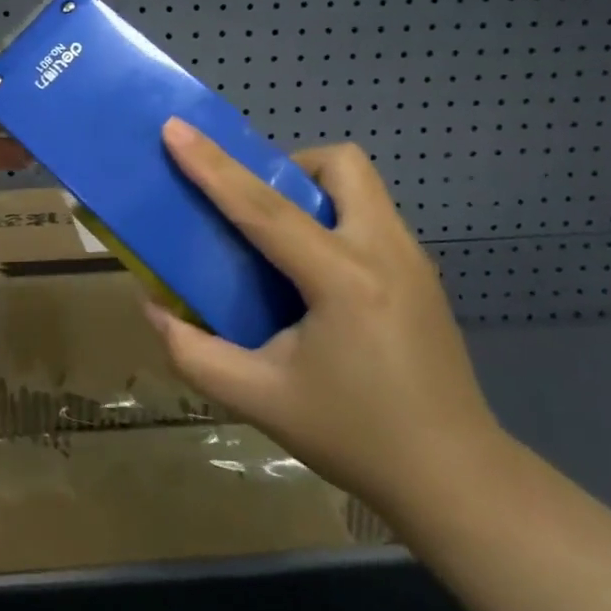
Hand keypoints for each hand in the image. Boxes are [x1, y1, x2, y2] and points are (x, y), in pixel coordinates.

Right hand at [146, 119, 504, 521]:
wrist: (455, 480)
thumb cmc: (354, 437)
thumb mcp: (260, 400)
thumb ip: (195, 352)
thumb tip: (154, 307)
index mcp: (343, 280)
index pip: (265, 208)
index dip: (213, 166)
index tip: (175, 130)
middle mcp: (385, 251)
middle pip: (340, 164)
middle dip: (289, 167)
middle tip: (254, 208)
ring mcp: (413, 260)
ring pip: (361, 186)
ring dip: (314, 192)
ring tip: (280, 243)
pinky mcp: (423, 275)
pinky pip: (371, 217)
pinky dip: (334, 220)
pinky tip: (315, 279)